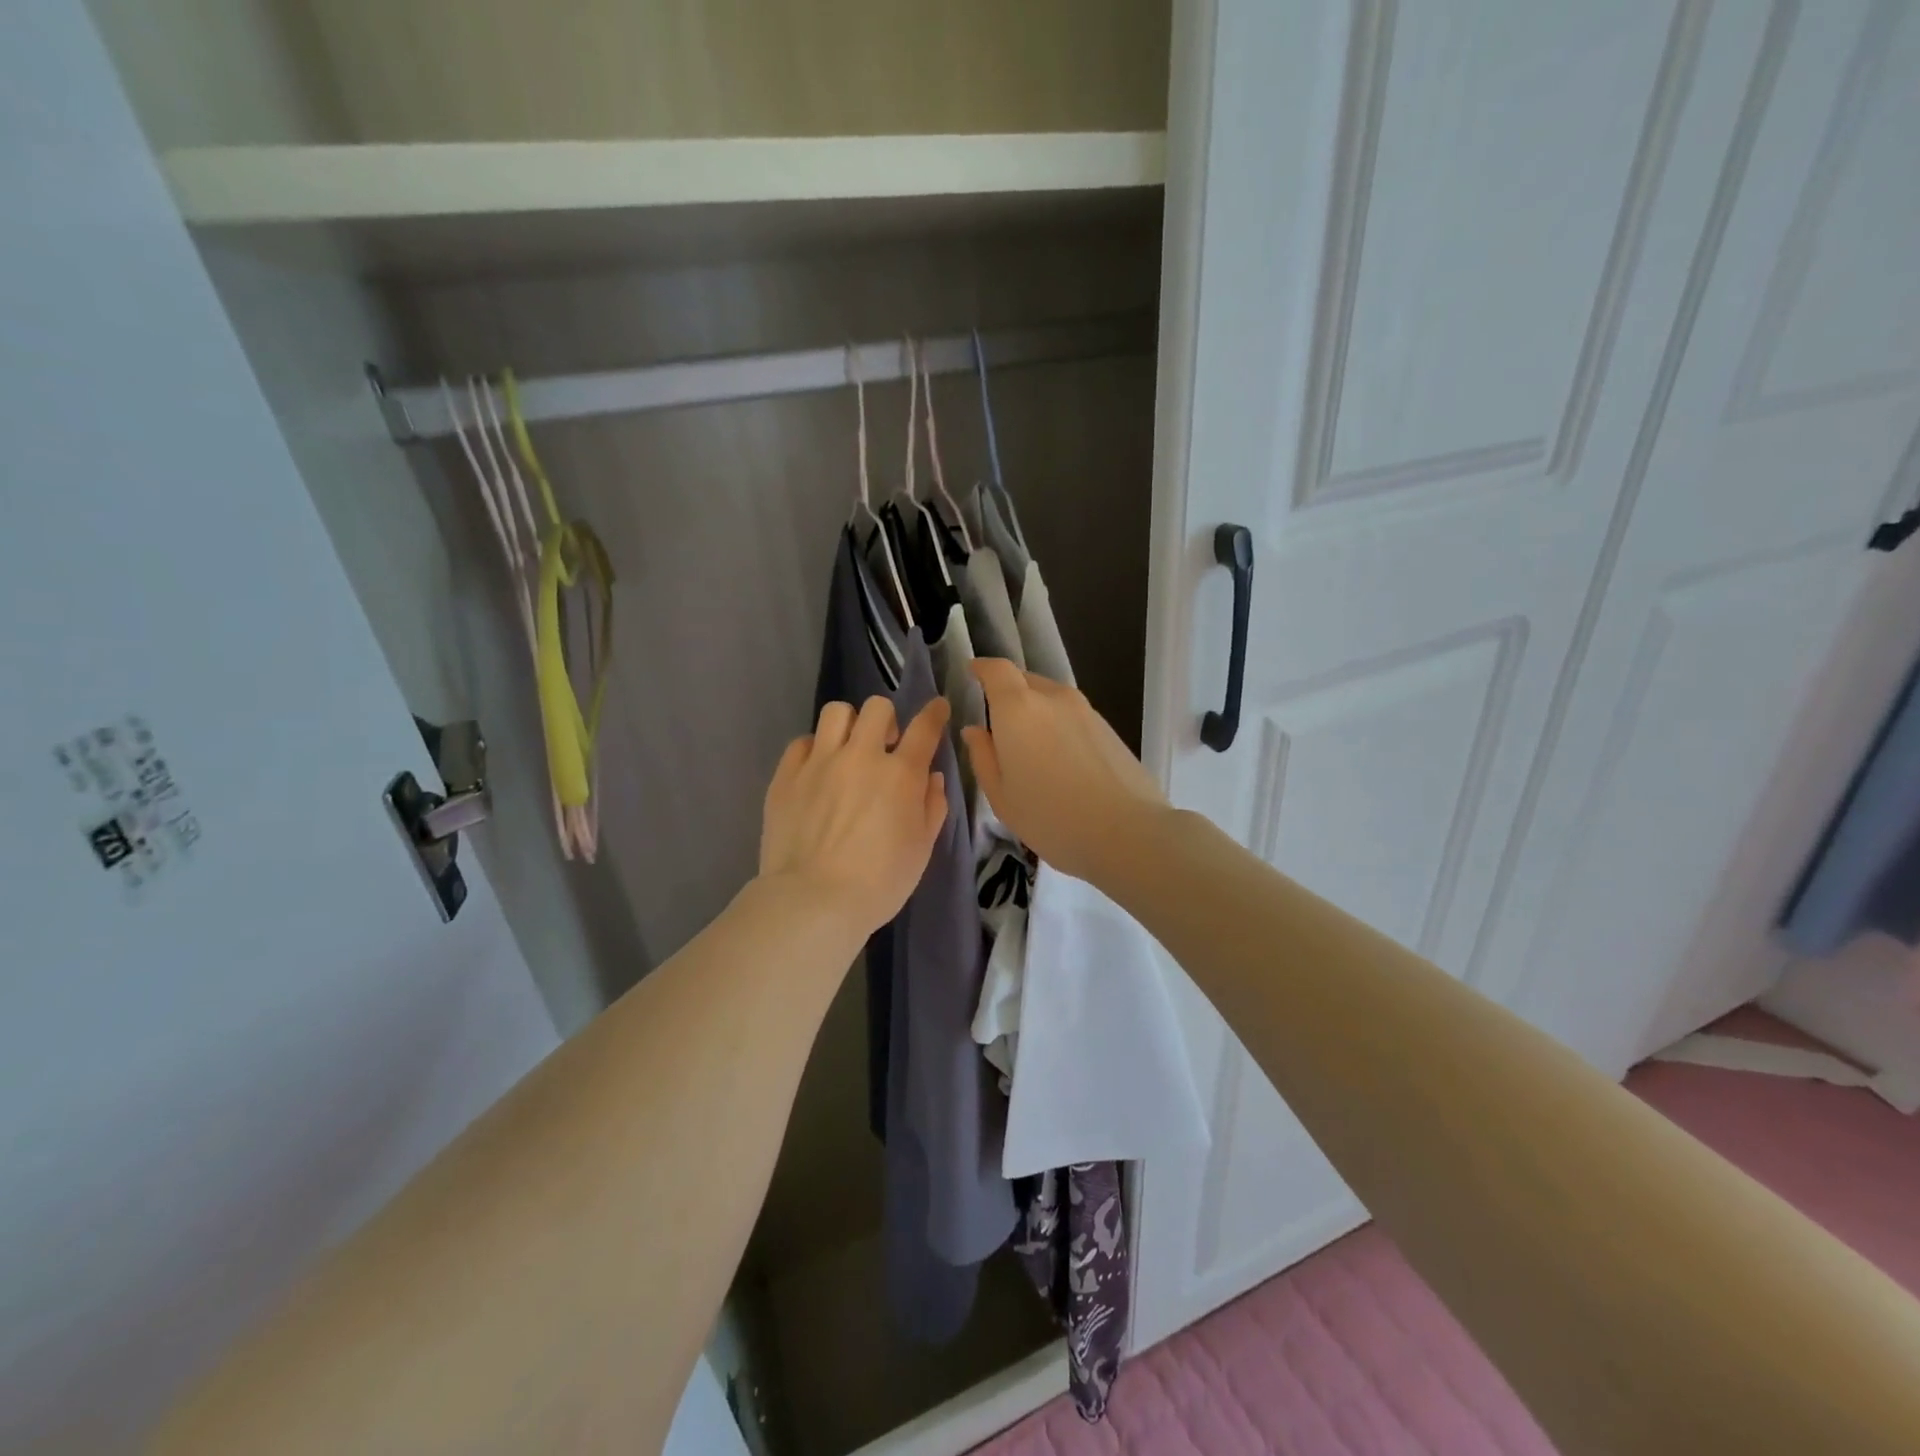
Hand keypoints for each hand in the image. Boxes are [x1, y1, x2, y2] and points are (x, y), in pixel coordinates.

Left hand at [759, 696, 950, 936]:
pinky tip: (817, 770)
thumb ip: (932, 806)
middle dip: (887, 720)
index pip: (925, 728)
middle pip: (877, 708)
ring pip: (836, 713)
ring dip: (849, 725)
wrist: (813, 901)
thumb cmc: (879, 882)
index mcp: (901, 774)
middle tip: (885, 745)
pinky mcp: (786, 776)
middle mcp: (861, 756)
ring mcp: (819, 762)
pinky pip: (801, 742)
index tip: (937, 708)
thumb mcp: (921, 849)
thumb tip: (931, 777)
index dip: (934, 712)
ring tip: (847, 749)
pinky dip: (814, 749)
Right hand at [961, 659, 1168, 882]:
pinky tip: (1061, 760)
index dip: (982, 668)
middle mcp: (1053, 698)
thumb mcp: (1002, 796)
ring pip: (1051, 698)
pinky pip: (1072, 715)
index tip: (972, 674)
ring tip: (1031, 748)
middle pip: (1025, 680)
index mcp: (1018, 709)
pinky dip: (1059, 726)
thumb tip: (975, 730)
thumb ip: (983, 757)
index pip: (997, 669)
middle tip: (998, 725)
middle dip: (1007, 693)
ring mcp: (1086, 710)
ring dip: (1036, 712)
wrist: (1128, 833)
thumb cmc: (1051, 817)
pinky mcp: (1108, 727)